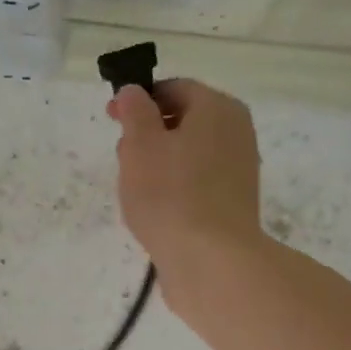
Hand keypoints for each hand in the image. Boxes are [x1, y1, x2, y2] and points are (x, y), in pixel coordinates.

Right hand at [108, 79, 263, 276]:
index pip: (174, 89)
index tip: (111, 119)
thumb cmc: (170, 195)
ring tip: (135, 189)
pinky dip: (175, 187)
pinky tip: (157, 209)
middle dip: (148, 133)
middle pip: (184, 120)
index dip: (138, 100)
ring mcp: (239, 168)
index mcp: (217, 108)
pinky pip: (198, 181)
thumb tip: (133, 91)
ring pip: (189, 153)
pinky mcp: (233, 202)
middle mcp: (236, 131)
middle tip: (122, 158)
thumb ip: (135, 111)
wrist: (210, 260)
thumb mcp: (140, 145)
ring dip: (159, 163)